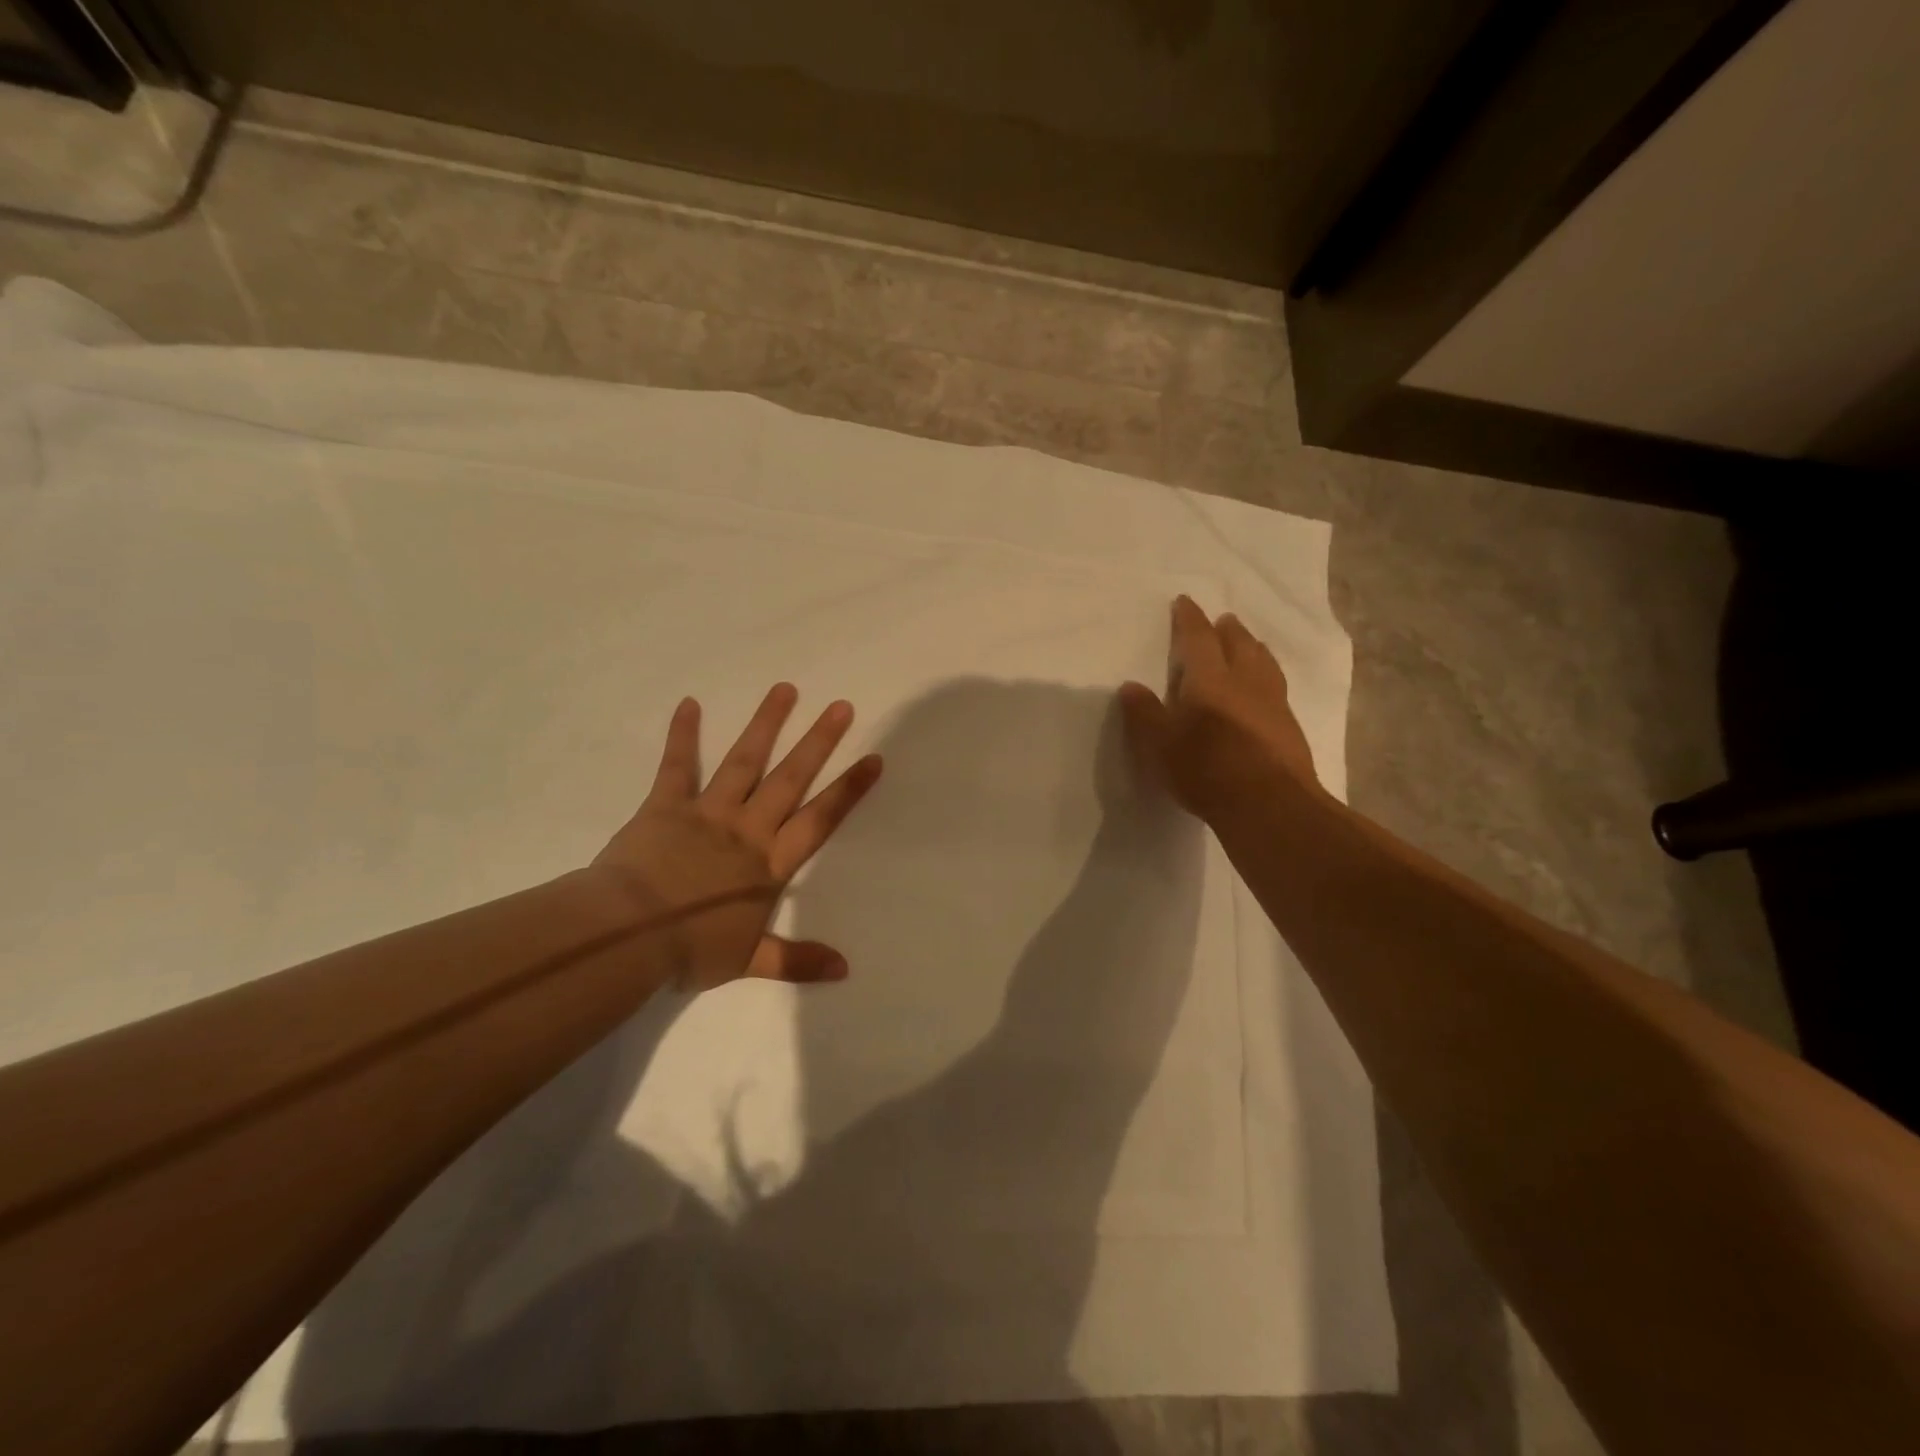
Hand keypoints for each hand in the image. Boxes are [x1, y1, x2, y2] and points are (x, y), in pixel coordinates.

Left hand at [592, 685, 883, 991]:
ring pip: (744, 762)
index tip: (873, 759)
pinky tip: (688, 703)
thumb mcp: (748, 961)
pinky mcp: (666, 805)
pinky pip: (678, 766)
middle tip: (841, 707)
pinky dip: (683, 735)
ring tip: (785, 690)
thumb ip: (797, 960)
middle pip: (790, 779)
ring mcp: (707, 812)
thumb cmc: (690, 948)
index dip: (848, 790)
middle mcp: (747, 828)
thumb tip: (845, 969)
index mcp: (769, 864)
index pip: (819, 820)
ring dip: (766, 725)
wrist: (626, 936)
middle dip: (818, 743)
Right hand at [1117, 596, 1323, 820]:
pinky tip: (1266, 689)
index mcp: (1209, 679)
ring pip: (1264, 663)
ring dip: (1253, 648)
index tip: (1184, 602)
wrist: (1269, 804)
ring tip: (1250, 644)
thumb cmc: (1205, 769)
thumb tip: (1131, 686)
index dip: (1189, 619)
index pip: (1198, 638)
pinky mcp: (1289, 727)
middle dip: (1228, 630)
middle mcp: (1245, 681)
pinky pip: (1277, 687)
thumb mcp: (1159, 745)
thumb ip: (1144, 713)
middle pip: (1238, 644)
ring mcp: (1273, 703)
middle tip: (1223, 620)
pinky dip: (1268, 676)